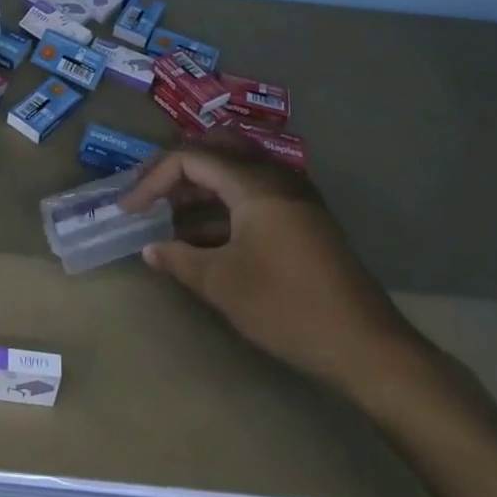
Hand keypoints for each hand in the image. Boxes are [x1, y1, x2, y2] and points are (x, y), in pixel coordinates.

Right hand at [119, 135, 422, 395]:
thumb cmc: (288, 307)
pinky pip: (254, 193)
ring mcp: (295, 197)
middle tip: (151, 194)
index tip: (129, 210)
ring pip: (237, 171)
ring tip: (170, 218)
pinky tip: (204, 236)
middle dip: (178, 169)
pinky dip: (224, 205)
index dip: (153, 180)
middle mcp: (276, 177)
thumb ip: (180, 260)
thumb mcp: (223, 284)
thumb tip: (151, 249)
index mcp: (254, 183)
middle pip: (217, 149)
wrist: (367, 346)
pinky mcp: (304, 219)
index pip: (191, 159)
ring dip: (201, 188)